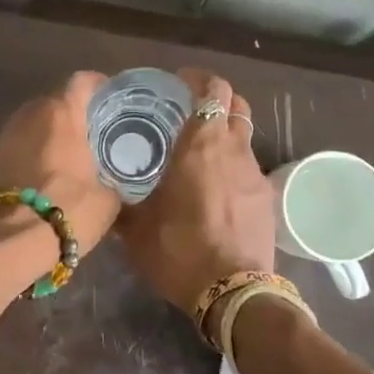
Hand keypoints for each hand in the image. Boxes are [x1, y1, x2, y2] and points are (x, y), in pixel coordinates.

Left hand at [0, 71, 121, 262]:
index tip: (112, 100)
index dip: (99, 86)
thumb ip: (115, 180)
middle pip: (57, 101)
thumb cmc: (68, 210)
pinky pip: (21, 143)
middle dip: (75, 113)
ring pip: (36, 122)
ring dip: (52, 133)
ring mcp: (7, 134)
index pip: (83, 81)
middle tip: (96, 133)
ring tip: (72, 154)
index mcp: (62, 112)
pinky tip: (49, 173)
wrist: (11, 242)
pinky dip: (35, 151)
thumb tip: (117, 184)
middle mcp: (31, 113)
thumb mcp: (109, 199)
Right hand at [118, 69, 275, 316]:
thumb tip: (106, 194)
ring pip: (245, 136)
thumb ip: (122, 204)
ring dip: (226, 134)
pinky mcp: (267, 199)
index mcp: (201, 144)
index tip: (179, 84)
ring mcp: (255, 173)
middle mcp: (234, 149)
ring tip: (201, 152)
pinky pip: (249, 168)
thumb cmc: (179, 250)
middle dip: (217, 99)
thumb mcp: (136, 229)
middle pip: (236, 104)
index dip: (198, 80)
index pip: (213, 89)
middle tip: (191, 111)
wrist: (233, 293)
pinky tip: (216, 189)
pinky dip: (234, 165)